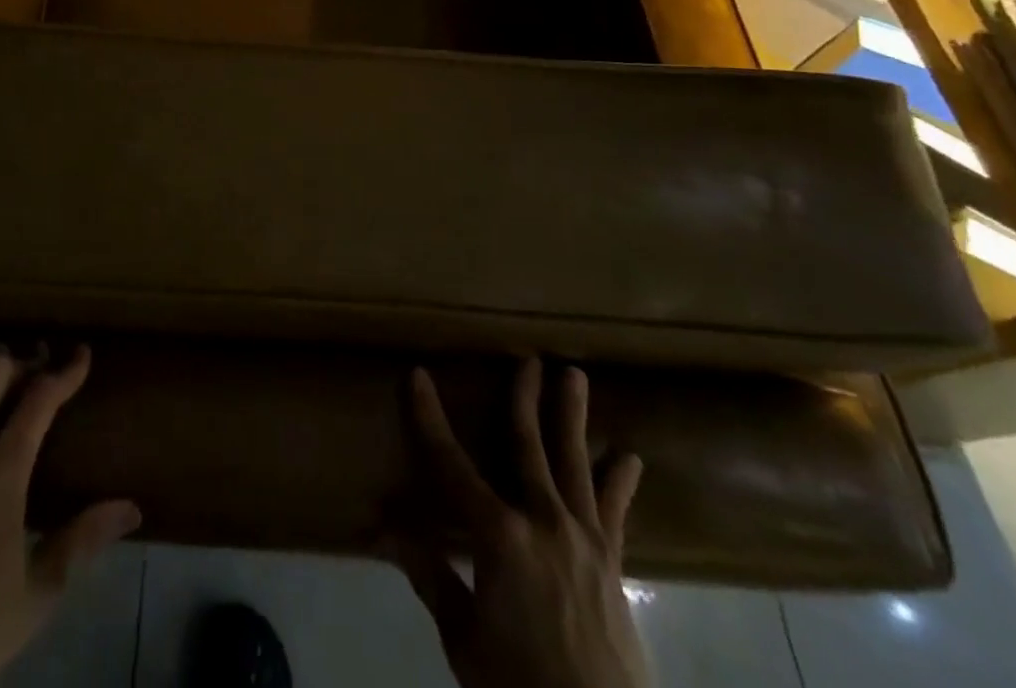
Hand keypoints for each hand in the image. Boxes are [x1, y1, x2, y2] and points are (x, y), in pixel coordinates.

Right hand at [392, 358, 649, 687]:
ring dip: (573, 416)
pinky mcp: (613, 564)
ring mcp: (584, 540)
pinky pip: (615, 512)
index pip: (452, 463)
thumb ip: (431, 575)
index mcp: (499, 535)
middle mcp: (543, 521)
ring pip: (575, 463)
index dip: (431, 417)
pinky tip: (629, 458)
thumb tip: (386, 528)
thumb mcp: (464, 639)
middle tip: (528, 359)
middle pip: (529, 446)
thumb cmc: (519, 686)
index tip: (419, 375)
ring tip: (576, 376)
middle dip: (524, 399)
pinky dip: (620, 482)